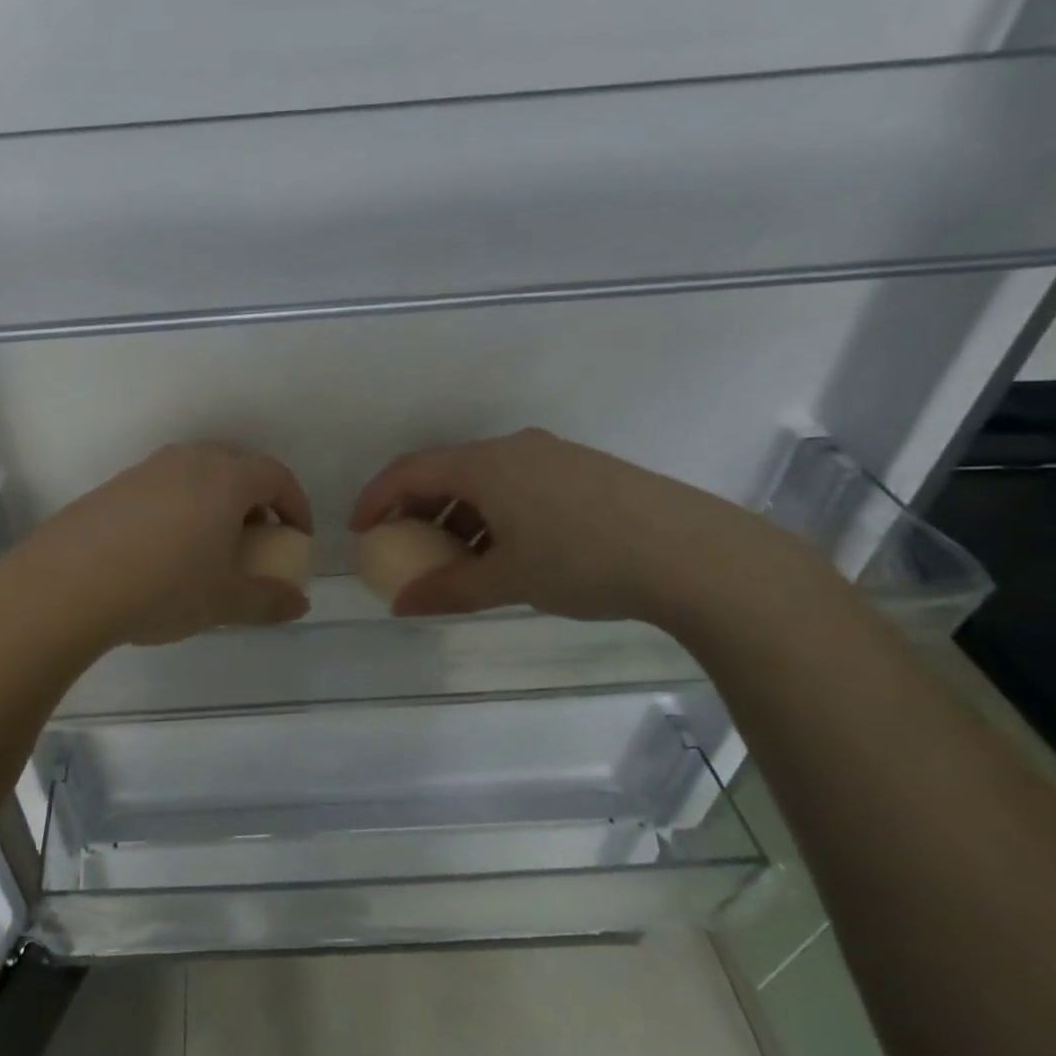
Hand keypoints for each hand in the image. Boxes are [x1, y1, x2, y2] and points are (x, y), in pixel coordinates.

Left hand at [5, 443, 312, 649]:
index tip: (297, 537)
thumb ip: (268, 600)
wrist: (68, 582)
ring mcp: (148, 468)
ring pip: (198, 475)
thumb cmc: (163, 586)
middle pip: (237, 468)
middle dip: (256, 502)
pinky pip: (165, 487)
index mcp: (225, 477)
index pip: (276, 476)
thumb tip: (299, 602)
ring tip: (210, 548)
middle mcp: (189, 460)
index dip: (295, 505)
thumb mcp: (223, 602)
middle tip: (256, 542)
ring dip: (216, 504)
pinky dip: (181, 508)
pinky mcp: (116, 484)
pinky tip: (164, 550)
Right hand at [349, 429, 814, 626]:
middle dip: (417, 509)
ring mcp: (552, 455)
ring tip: (459, 557)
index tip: (360, 531)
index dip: (376, 499)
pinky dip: (494, 512)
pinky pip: (517, 483)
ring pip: (484, 479)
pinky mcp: (583, 470)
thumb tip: (401, 607)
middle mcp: (513, 448)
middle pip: (446, 471)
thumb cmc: (583, 561)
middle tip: (406, 546)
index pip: (410, 471)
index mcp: (485, 464)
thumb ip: (448, 591)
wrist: (695, 554)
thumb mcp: (508, 581)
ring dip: (458, 514)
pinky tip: (510, 549)